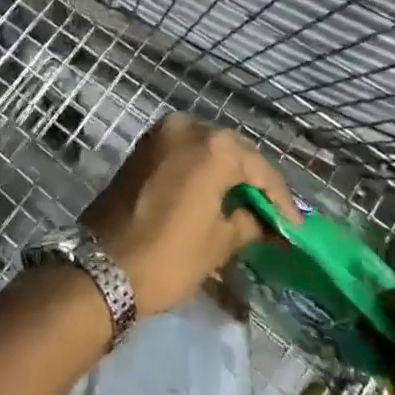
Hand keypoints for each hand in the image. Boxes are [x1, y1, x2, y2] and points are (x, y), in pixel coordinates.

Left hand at [81, 113, 300, 317]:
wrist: (100, 268)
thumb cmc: (168, 256)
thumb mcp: (218, 244)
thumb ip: (247, 223)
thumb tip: (261, 221)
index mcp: (213, 146)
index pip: (260, 169)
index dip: (281, 200)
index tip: (294, 227)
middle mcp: (188, 127)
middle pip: (234, 152)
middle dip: (253, 182)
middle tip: (271, 214)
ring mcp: (160, 134)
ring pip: (207, 149)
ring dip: (226, 174)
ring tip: (244, 206)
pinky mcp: (142, 148)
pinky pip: (183, 153)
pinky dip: (200, 170)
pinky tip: (213, 195)